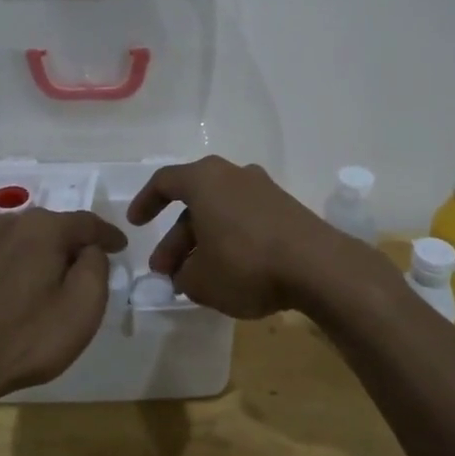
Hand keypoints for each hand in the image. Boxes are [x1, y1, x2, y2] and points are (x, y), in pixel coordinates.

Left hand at [0, 209, 126, 402]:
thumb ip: (96, 266)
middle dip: (72, 241)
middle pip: (52, 225)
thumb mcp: (84, 305)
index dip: (108, 235)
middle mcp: (10, 223)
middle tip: (87, 264)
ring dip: (36, 246)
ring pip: (18, 234)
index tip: (122, 247)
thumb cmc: (28, 337)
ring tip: (47, 268)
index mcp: (45, 228)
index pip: (88, 223)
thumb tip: (89, 249)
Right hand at [126, 156, 389, 318]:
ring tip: (195, 279)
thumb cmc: (246, 264)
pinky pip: (245, 220)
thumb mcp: (200, 280)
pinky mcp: (286, 209)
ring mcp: (264, 190)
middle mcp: (234, 175)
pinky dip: (230, 241)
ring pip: (221, 213)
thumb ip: (182, 275)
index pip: (165, 181)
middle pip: (194, 202)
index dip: (145, 202)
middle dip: (176, 238)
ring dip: (203, 242)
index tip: (136, 224)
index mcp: (205, 180)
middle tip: (165, 271)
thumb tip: (184, 273)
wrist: (318, 267)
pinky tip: (229, 273)